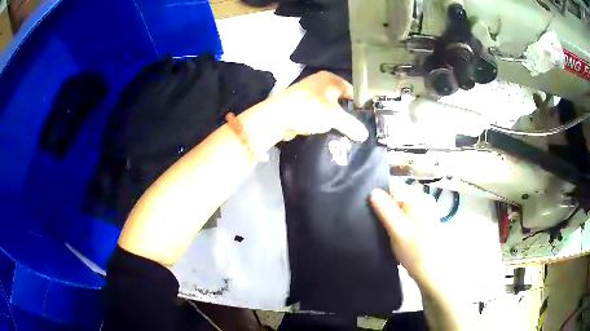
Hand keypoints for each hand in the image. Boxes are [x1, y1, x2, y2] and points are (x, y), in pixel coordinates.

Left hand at [244, 71, 368, 144]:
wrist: (276, 118)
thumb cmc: (308, 109)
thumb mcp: (334, 117)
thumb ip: (352, 125)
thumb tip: (365, 135)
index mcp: (330, 79)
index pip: (352, 90)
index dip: (360, 104)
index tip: (368, 120)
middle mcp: (320, 84)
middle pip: (341, 100)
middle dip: (349, 114)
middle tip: (359, 129)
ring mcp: (310, 96)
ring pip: (330, 109)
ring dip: (336, 120)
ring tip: (347, 134)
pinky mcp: (302, 108)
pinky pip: (319, 115)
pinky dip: (325, 123)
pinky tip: (331, 133)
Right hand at [369, 183, 450, 295]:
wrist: (432, 272)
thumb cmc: (415, 252)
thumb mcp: (398, 231)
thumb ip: (385, 210)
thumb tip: (372, 191)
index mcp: (418, 198)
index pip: (393, 187)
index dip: (380, 198)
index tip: (372, 213)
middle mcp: (423, 199)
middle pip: (397, 194)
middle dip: (385, 207)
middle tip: (378, 224)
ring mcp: (425, 209)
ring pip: (400, 205)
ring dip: (391, 215)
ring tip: (386, 230)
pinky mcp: (424, 219)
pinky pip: (406, 213)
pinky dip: (398, 220)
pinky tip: (395, 233)